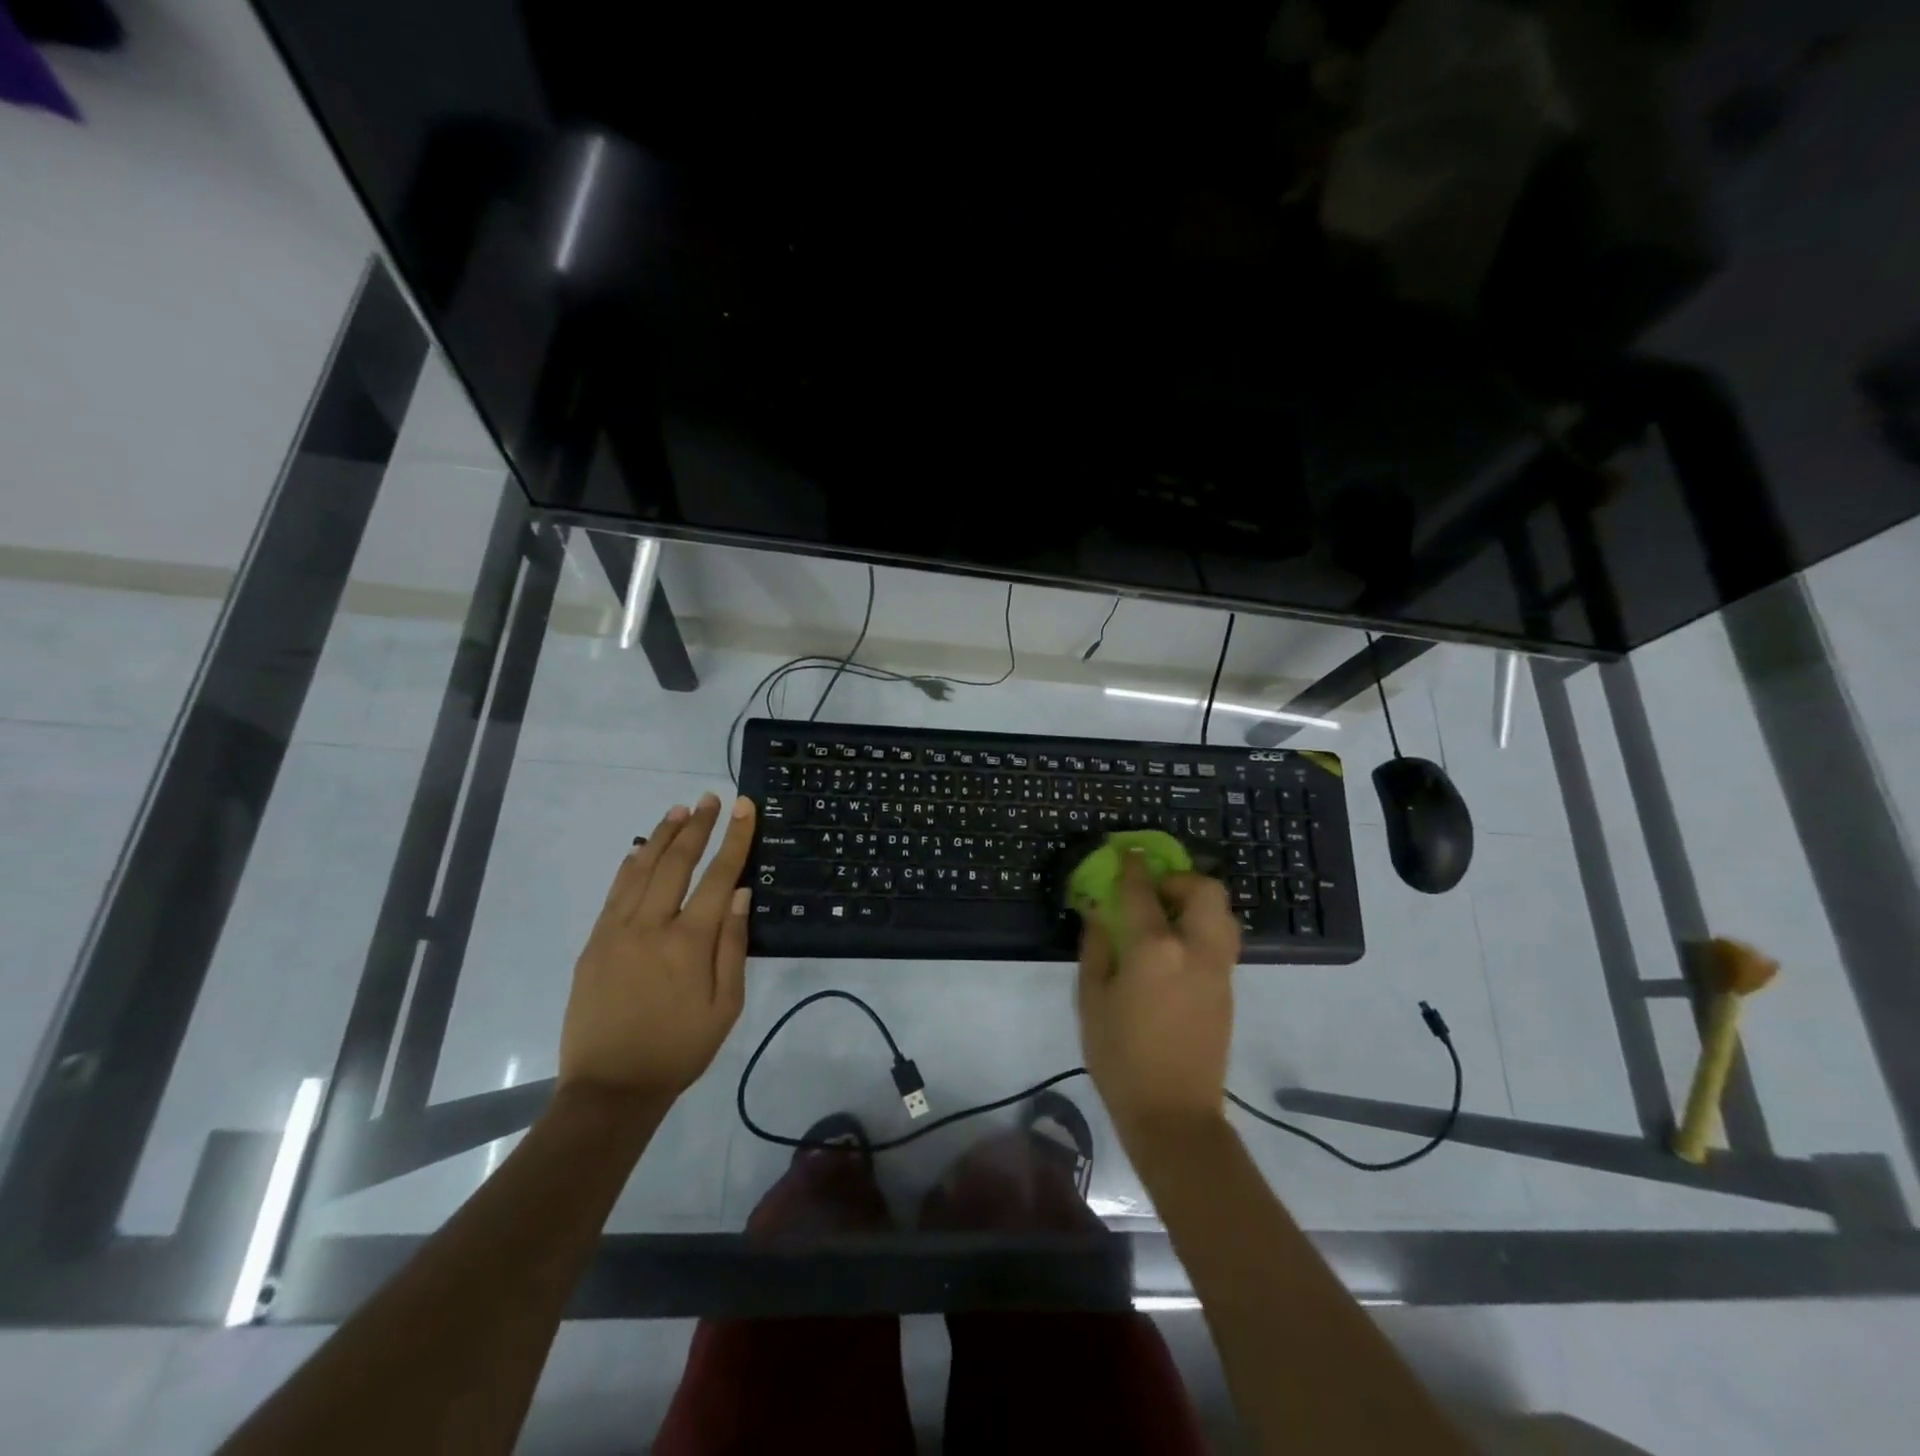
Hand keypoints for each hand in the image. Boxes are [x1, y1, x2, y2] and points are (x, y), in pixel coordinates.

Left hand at [559, 793, 756, 1104]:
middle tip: (710, 799)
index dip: (734, 838)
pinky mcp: (594, 942)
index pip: (719, 876)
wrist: (610, 1089)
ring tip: (679, 811)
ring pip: (642, 870)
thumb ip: (733, 947)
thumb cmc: (679, 1049)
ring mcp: (617, 931)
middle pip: (677, 862)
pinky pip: (615, 892)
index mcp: (689, 942)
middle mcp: (651, 926)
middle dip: (697, 827)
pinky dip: (630, 864)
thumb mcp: (726, 1006)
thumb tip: (742, 895)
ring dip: (662, 836)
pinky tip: (641, 849)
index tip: (743, 807)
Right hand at [1076, 850, 1239, 1141]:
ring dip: (1198, 901)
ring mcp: (1218, 969)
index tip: (1127, 851)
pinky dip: (1203, 925)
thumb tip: (1100, 913)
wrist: (1174, 1114)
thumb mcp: (1092, 999)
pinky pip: (1222, 939)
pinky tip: (1176, 947)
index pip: (1144, 891)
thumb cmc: (1120, 1057)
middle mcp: (1195, 949)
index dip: (1133, 866)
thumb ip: (1096, 947)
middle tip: (1155, 889)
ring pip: (1222, 913)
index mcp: (1155, 949)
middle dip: (1181, 878)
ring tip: (1168, 915)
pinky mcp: (1228, 989)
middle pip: (1205, 890)